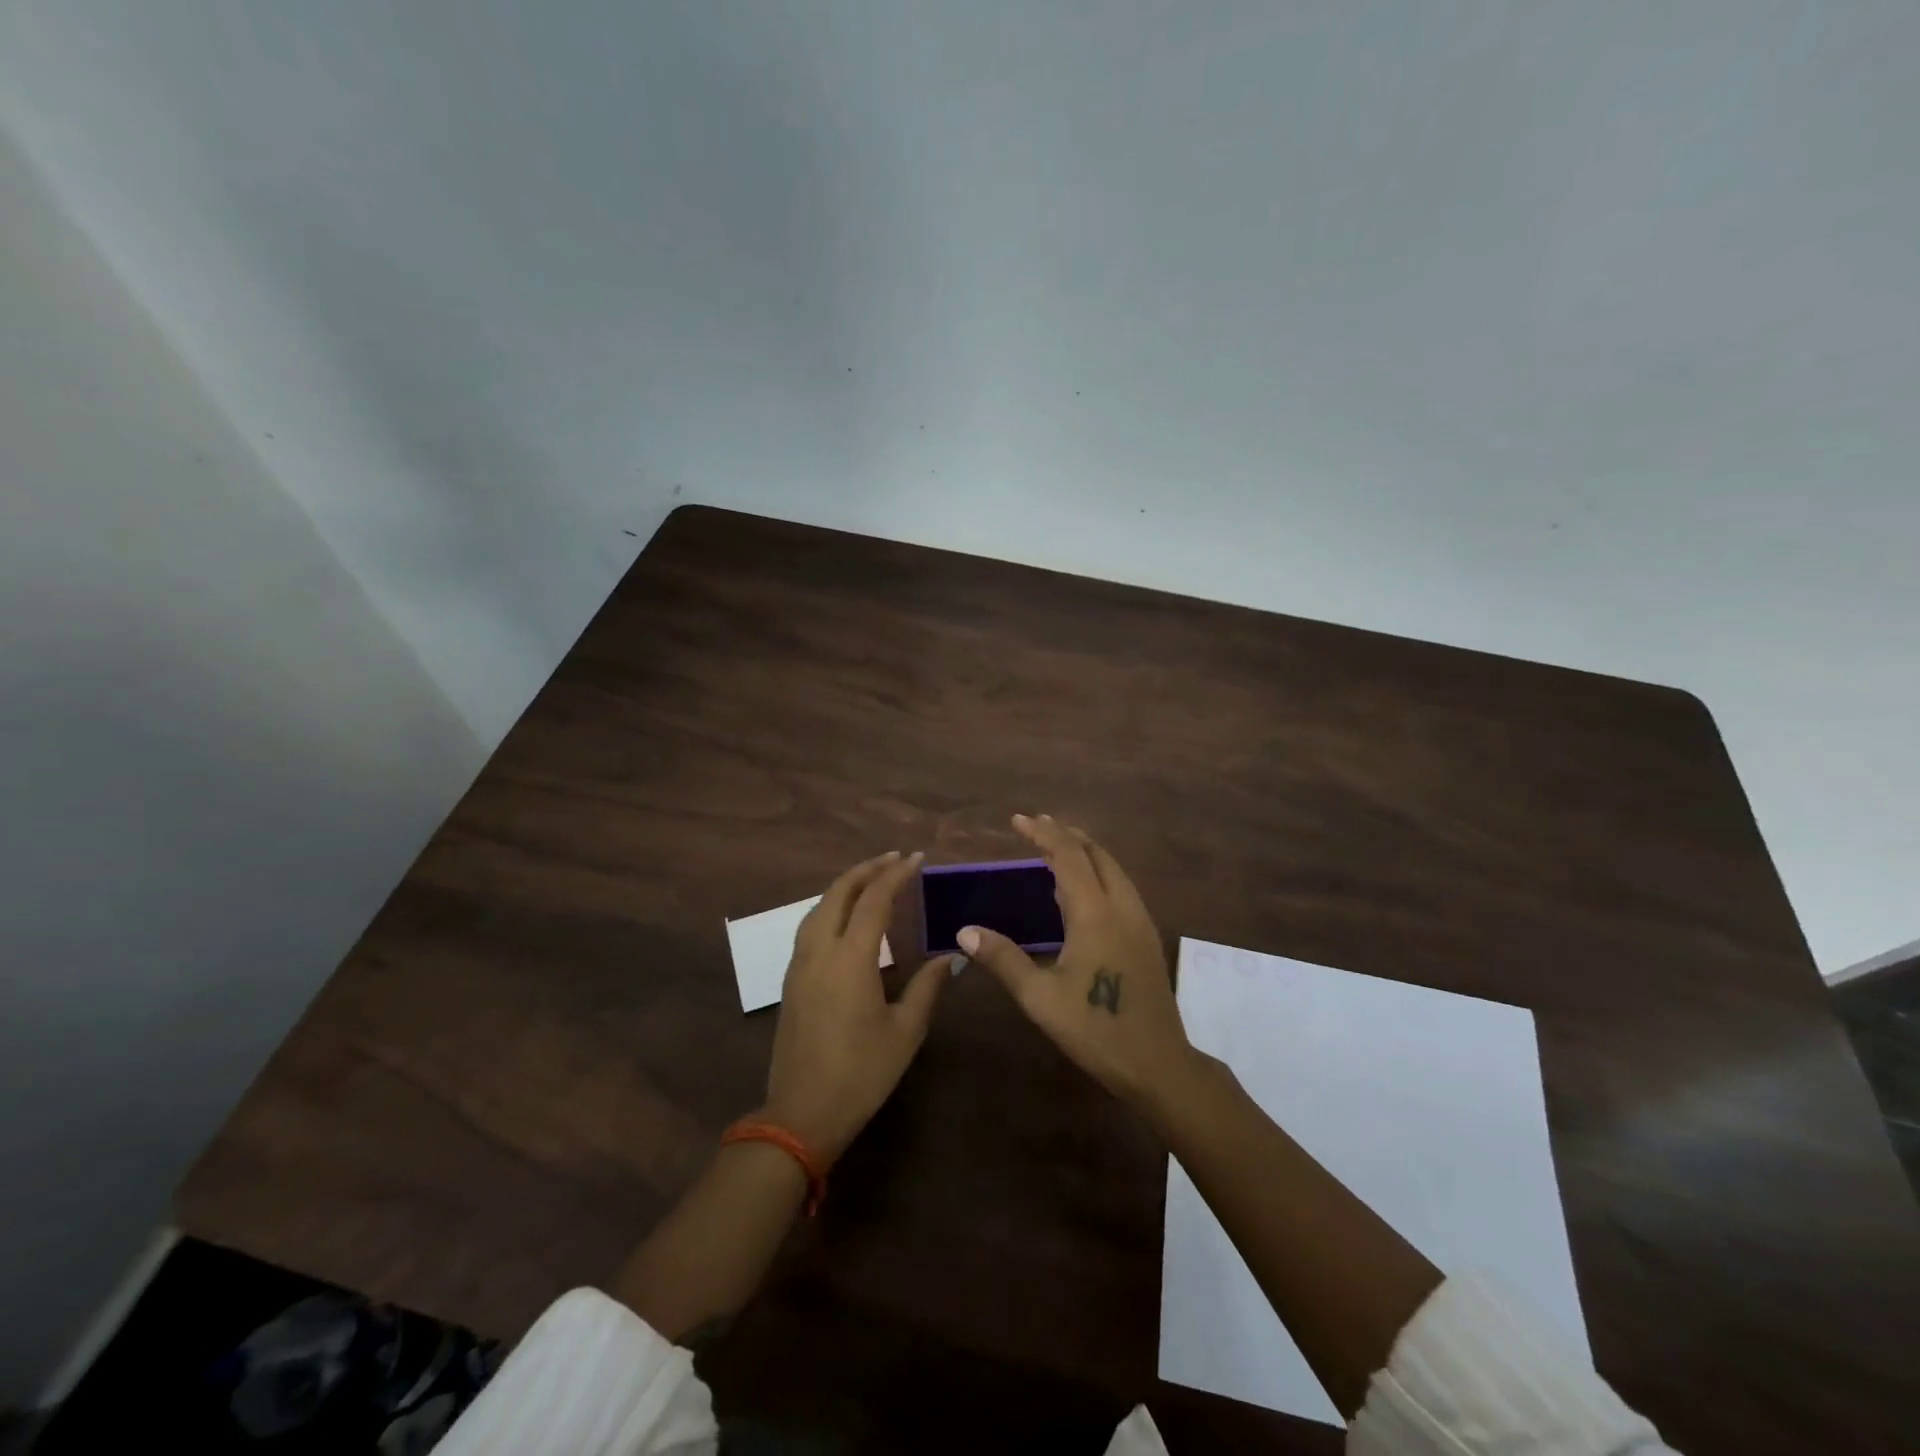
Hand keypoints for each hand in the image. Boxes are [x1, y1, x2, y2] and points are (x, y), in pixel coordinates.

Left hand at [762, 850, 951, 1163]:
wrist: (801, 1113)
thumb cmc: (861, 1073)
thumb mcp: (905, 1032)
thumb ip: (927, 987)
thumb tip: (948, 956)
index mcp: (851, 959)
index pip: (874, 901)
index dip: (896, 875)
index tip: (916, 859)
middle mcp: (820, 951)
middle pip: (838, 893)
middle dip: (866, 870)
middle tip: (894, 859)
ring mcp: (800, 965)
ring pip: (819, 907)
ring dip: (845, 886)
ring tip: (871, 879)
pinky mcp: (791, 980)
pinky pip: (810, 926)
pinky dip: (830, 907)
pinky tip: (845, 917)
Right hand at [960, 815, 1195, 1107]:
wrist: (1158, 1064)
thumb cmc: (1095, 1030)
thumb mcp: (1040, 998)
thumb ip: (1003, 959)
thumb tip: (965, 931)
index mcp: (1095, 914)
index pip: (1068, 857)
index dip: (1043, 834)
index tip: (1018, 819)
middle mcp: (1121, 907)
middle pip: (1096, 854)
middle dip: (1066, 834)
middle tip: (1036, 826)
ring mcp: (1139, 921)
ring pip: (1113, 869)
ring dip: (1085, 851)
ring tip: (1056, 848)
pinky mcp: (1146, 936)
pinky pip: (1120, 887)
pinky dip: (1098, 871)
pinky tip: (1081, 890)